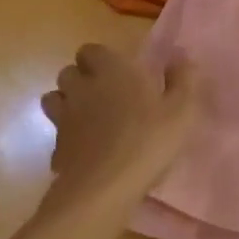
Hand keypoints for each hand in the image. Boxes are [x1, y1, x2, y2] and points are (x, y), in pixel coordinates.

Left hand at [42, 45, 198, 205]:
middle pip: (70, 71)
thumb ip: (183, 79)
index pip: (92, 50)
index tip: (123, 73)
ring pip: (55, 98)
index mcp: (112, 71)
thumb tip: (181, 57)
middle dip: (84, 78)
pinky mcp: (56, 146)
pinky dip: (69, 135)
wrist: (104, 188)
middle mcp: (82, 87)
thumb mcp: (182, 110)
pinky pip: (58, 131)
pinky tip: (87, 149)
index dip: (104, 59)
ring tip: (92, 117)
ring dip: (69, 102)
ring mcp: (64, 117)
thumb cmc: (148, 141)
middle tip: (109, 95)